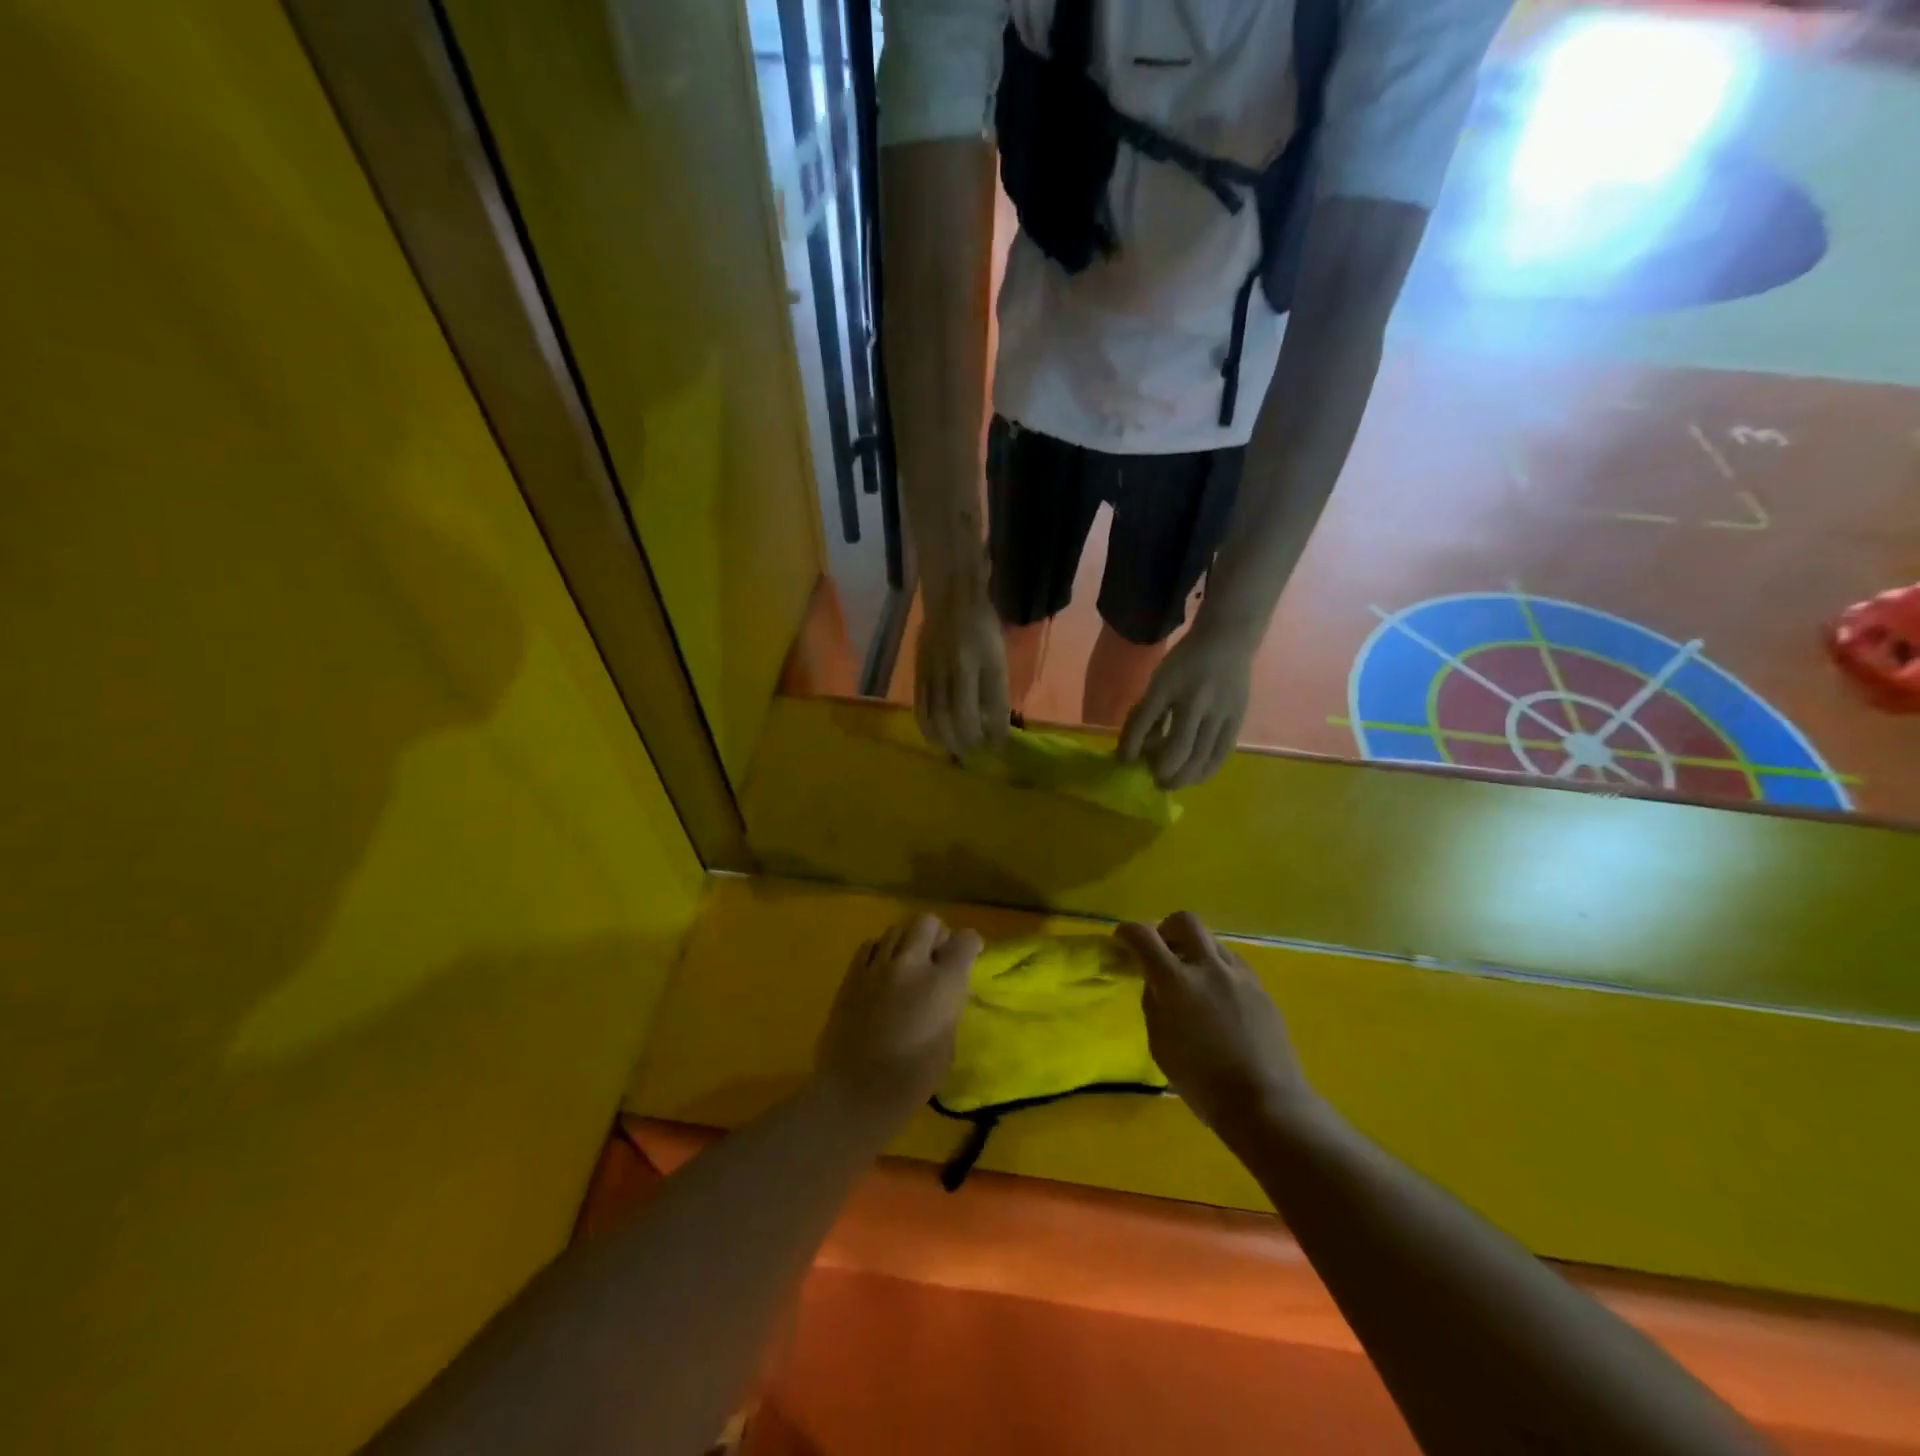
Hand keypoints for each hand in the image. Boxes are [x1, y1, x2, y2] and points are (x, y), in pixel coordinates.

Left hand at [816, 914, 981, 1121]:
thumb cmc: (911, 1080)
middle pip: (927, 921)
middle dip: (936, 934)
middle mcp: (912, 963)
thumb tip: (943, 992)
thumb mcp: (947, 1043)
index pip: (965, 940)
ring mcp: (878, 965)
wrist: (855, 1093)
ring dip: (907, 941)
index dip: (970, 944)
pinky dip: (880, 951)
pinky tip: (881, 971)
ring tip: (906, 964)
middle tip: (936, 956)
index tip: (970, 954)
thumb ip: (948, 1006)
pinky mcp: (851, 975)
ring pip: (897, 929)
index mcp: (943, 983)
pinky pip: (870, 945)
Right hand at [915, 585, 1010, 757]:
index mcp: (982, 662)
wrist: (951, 600)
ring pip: (936, 716)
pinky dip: (928, 728)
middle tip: (975, 753)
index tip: (999, 748)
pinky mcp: (919, 673)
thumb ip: (995, 691)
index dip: (996, 732)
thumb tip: (992, 727)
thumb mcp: (997, 657)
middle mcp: (956, 669)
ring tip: (956, 750)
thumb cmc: (982, 628)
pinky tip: (936, 737)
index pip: (991, 706)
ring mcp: (934, 671)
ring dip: (947, 740)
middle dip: (967, 741)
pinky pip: (920, 708)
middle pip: (958, 716)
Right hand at [1116, 913, 1319, 1140]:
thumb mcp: (1160, 1045)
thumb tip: (1157, 985)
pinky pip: (1232, 964)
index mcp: (1177, 982)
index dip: (1127, 932)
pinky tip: (1217, 999)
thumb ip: (1154, 1005)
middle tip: (1161, 950)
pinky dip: (1217, 970)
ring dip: (1195, 950)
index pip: (1143, 936)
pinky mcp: (1261, 989)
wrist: (1267, 1104)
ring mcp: (1240, 975)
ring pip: (1212, 941)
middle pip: (1184, 921)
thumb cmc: (1203, 1082)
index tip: (1121, 940)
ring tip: (1192, 980)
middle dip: (1166, 928)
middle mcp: (1209, 967)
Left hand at [1117, 625, 1253, 787]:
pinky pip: (1221, 753)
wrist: (1227, 641)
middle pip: (1179, 747)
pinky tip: (1195, 777)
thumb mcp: (1159, 680)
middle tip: (1153, 780)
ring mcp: (1219, 711)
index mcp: (1168, 686)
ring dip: (1183, 776)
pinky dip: (1206, 770)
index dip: (1132, 745)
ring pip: (1202, 756)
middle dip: (1163, 770)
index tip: (1124, 761)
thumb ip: (1147, 711)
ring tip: (1170, 784)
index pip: (1146, 720)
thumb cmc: (1185, 663)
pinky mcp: (1237, 719)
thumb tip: (1136, 748)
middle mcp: (1195, 700)